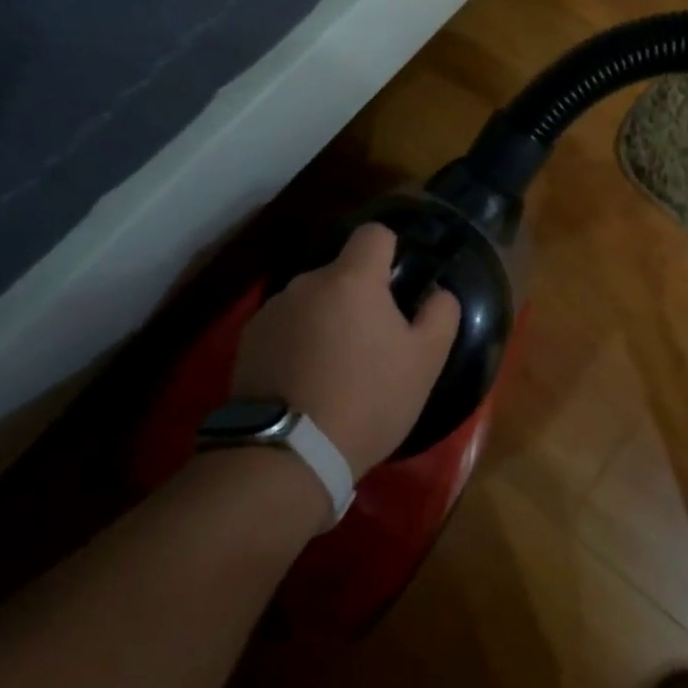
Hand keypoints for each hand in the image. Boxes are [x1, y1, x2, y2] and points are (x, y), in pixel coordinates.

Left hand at [232, 223, 461, 479]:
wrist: (289, 453)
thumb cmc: (369, 400)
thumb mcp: (426, 362)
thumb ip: (441, 314)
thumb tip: (437, 293)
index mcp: (352, 279)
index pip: (374, 234)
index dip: (391, 250)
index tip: (398, 284)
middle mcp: (307, 282)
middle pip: (342, 273)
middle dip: (359, 297)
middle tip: (374, 343)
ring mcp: (272, 311)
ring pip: (312, 301)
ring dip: (326, 320)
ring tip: (335, 370)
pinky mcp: (247, 341)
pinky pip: (284, 327)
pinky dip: (297, 343)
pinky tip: (304, 383)